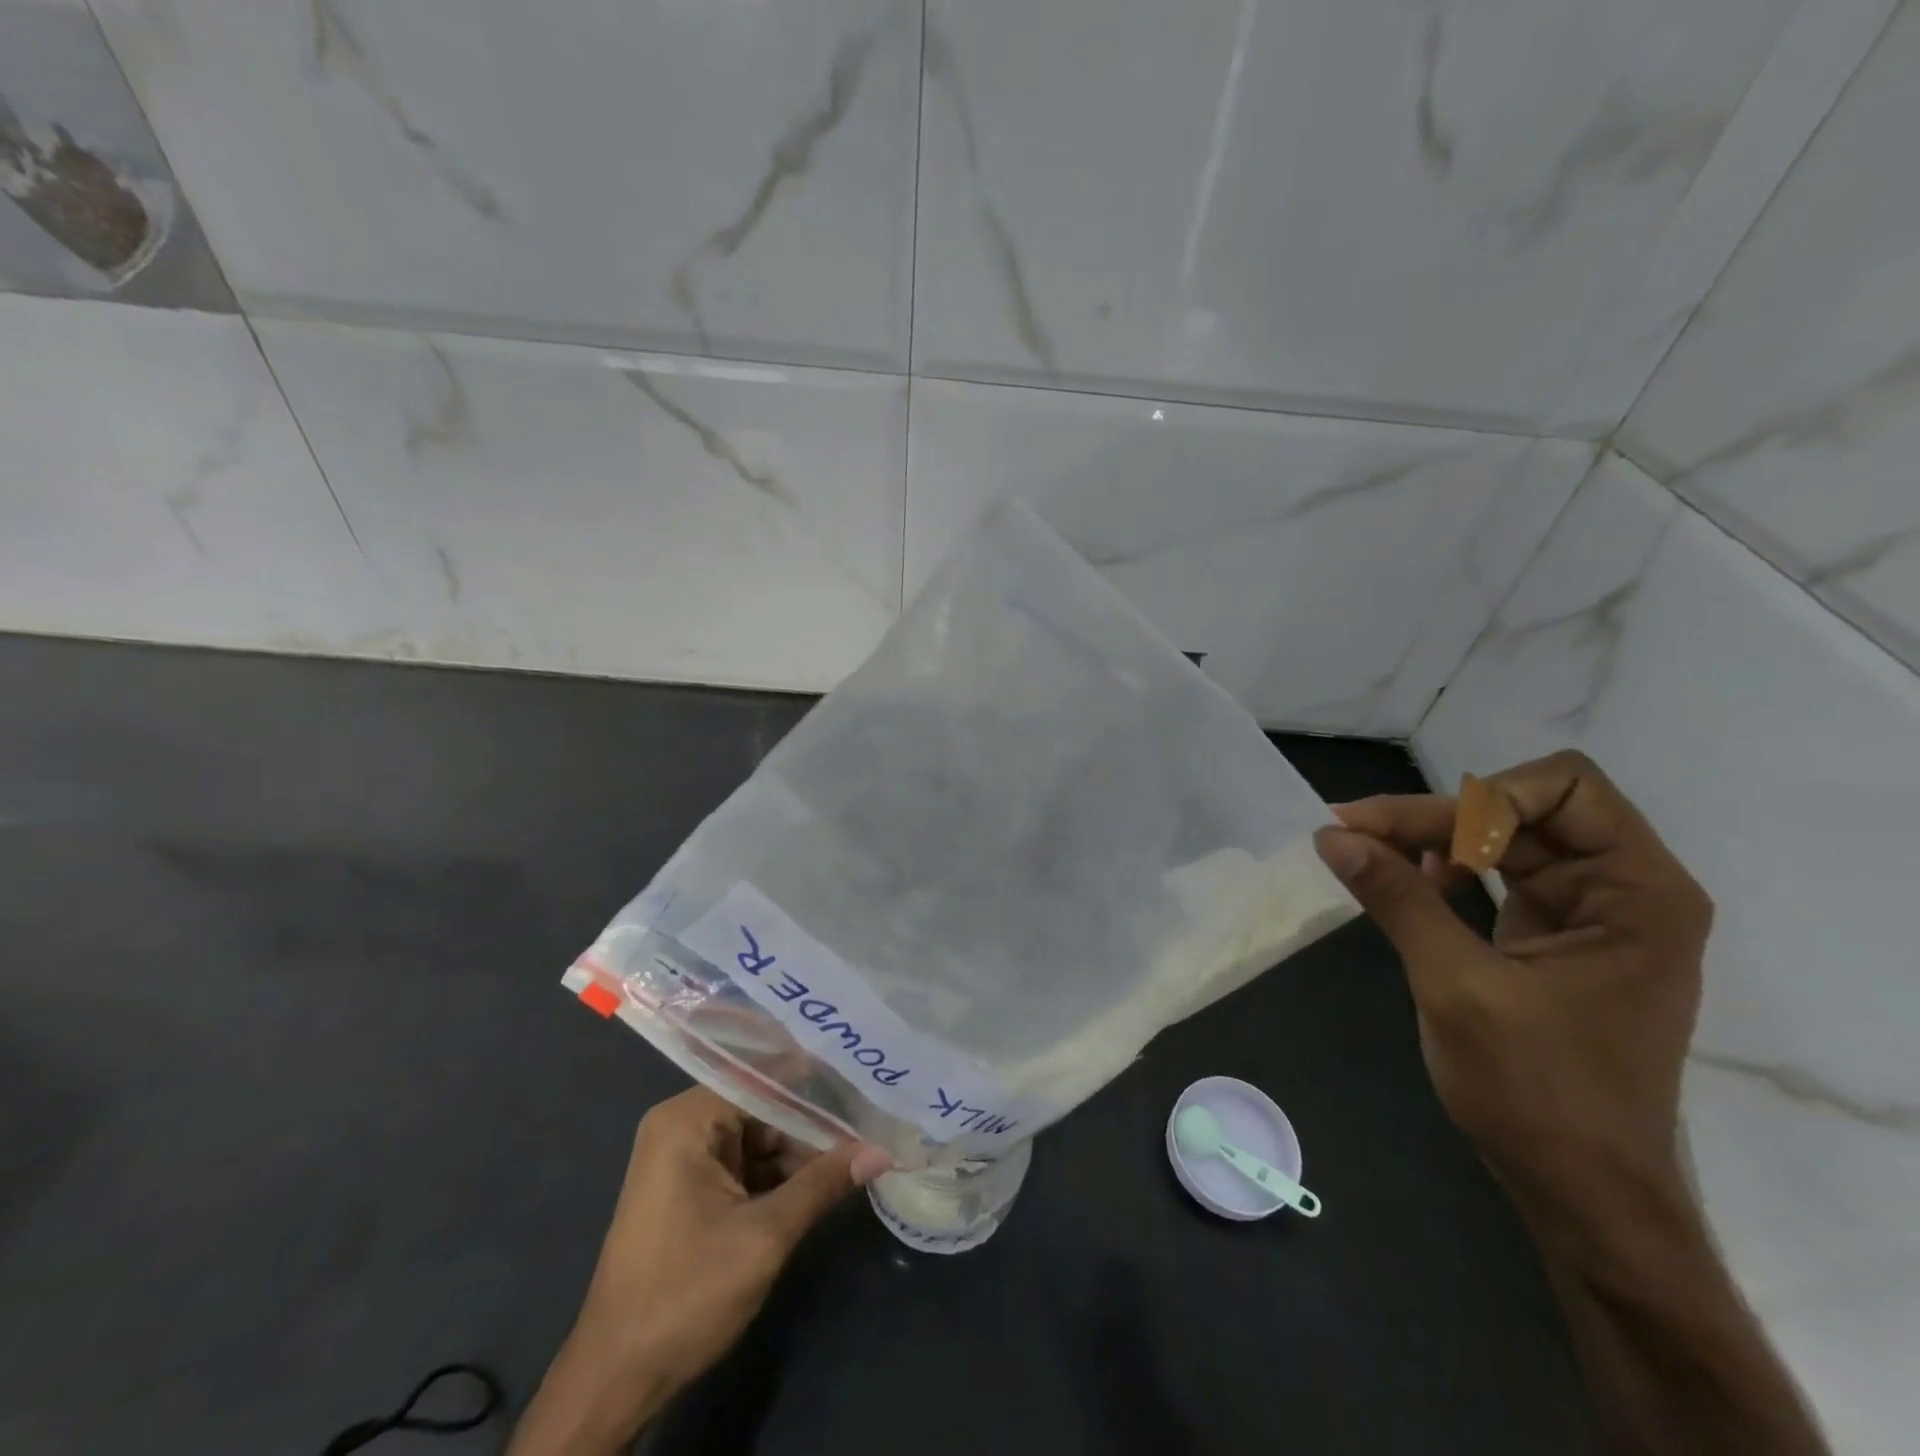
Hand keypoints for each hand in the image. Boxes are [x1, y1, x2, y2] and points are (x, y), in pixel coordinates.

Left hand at [509, 1088, 889, 1453]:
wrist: (616, 1379)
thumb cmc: (685, 1295)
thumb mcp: (764, 1237)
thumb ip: (821, 1184)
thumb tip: (880, 1151)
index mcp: (687, 1120)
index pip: (762, 1079)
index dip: (813, 1082)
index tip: (862, 1081)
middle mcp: (682, 1127)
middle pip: (761, 1107)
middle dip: (811, 1123)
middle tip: (868, 1123)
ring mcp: (684, 1159)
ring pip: (757, 1138)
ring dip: (799, 1153)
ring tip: (858, 1150)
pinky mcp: (690, 1190)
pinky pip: (745, 1165)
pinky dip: (779, 1176)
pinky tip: (823, 1181)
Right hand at [1312, 750, 1712, 1212]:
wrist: (1581, 1192)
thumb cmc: (1537, 1092)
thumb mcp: (1456, 986)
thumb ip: (1397, 899)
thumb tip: (1331, 835)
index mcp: (1638, 893)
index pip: (1564, 788)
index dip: (1480, 799)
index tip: (1399, 832)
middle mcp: (1624, 889)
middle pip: (1523, 810)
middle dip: (1438, 817)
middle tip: (1354, 832)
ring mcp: (1590, 913)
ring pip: (1502, 837)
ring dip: (1435, 840)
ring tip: (1374, 858)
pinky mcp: (1554, 936)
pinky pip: (1497, 874)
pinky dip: (1447, 869)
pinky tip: (1413, 886)